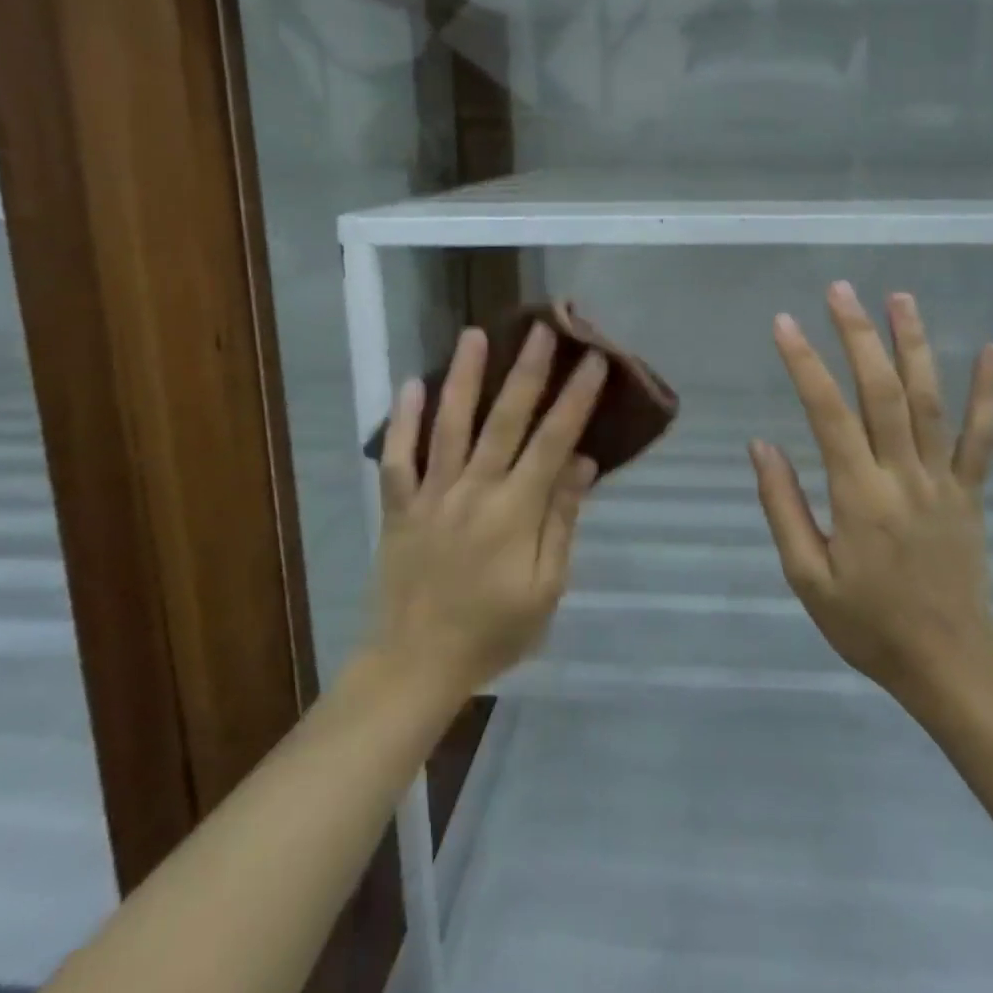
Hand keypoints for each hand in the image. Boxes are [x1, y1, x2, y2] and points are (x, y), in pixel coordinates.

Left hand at [365, 323, 605, 700]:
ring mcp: (432, 495)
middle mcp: (475, 490)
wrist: (416, 665)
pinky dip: (403, 420)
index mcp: (516, 511)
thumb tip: (580, 462)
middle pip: (505, 419)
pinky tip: (411, 384)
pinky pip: (398, 457)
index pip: (554, 441)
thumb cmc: (492, 632)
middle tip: (542, 326)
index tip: (593, 359)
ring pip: (450, 425)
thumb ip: (562, 520)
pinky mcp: (398, 507)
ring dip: (463, 376)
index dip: (576, 398)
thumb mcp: (547, 588)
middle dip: (527, 369)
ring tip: (474, 334)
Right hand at [749, 282, 992, 705]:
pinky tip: (992, 350)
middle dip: (859, 336)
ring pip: (931, 401)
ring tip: (900, 297)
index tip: (785, 323)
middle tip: (841, 290)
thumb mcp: (807, 576)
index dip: (806, 364)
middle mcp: (905, 476)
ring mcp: (945, 480)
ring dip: (915, 345)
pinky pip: (982, 437)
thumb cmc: (868, 623)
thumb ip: (782, 507)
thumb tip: (762, 445)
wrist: (950, 663)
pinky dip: (988, 392)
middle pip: (883, 392)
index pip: (828, 414)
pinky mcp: (972, 491)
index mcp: (860, 496)